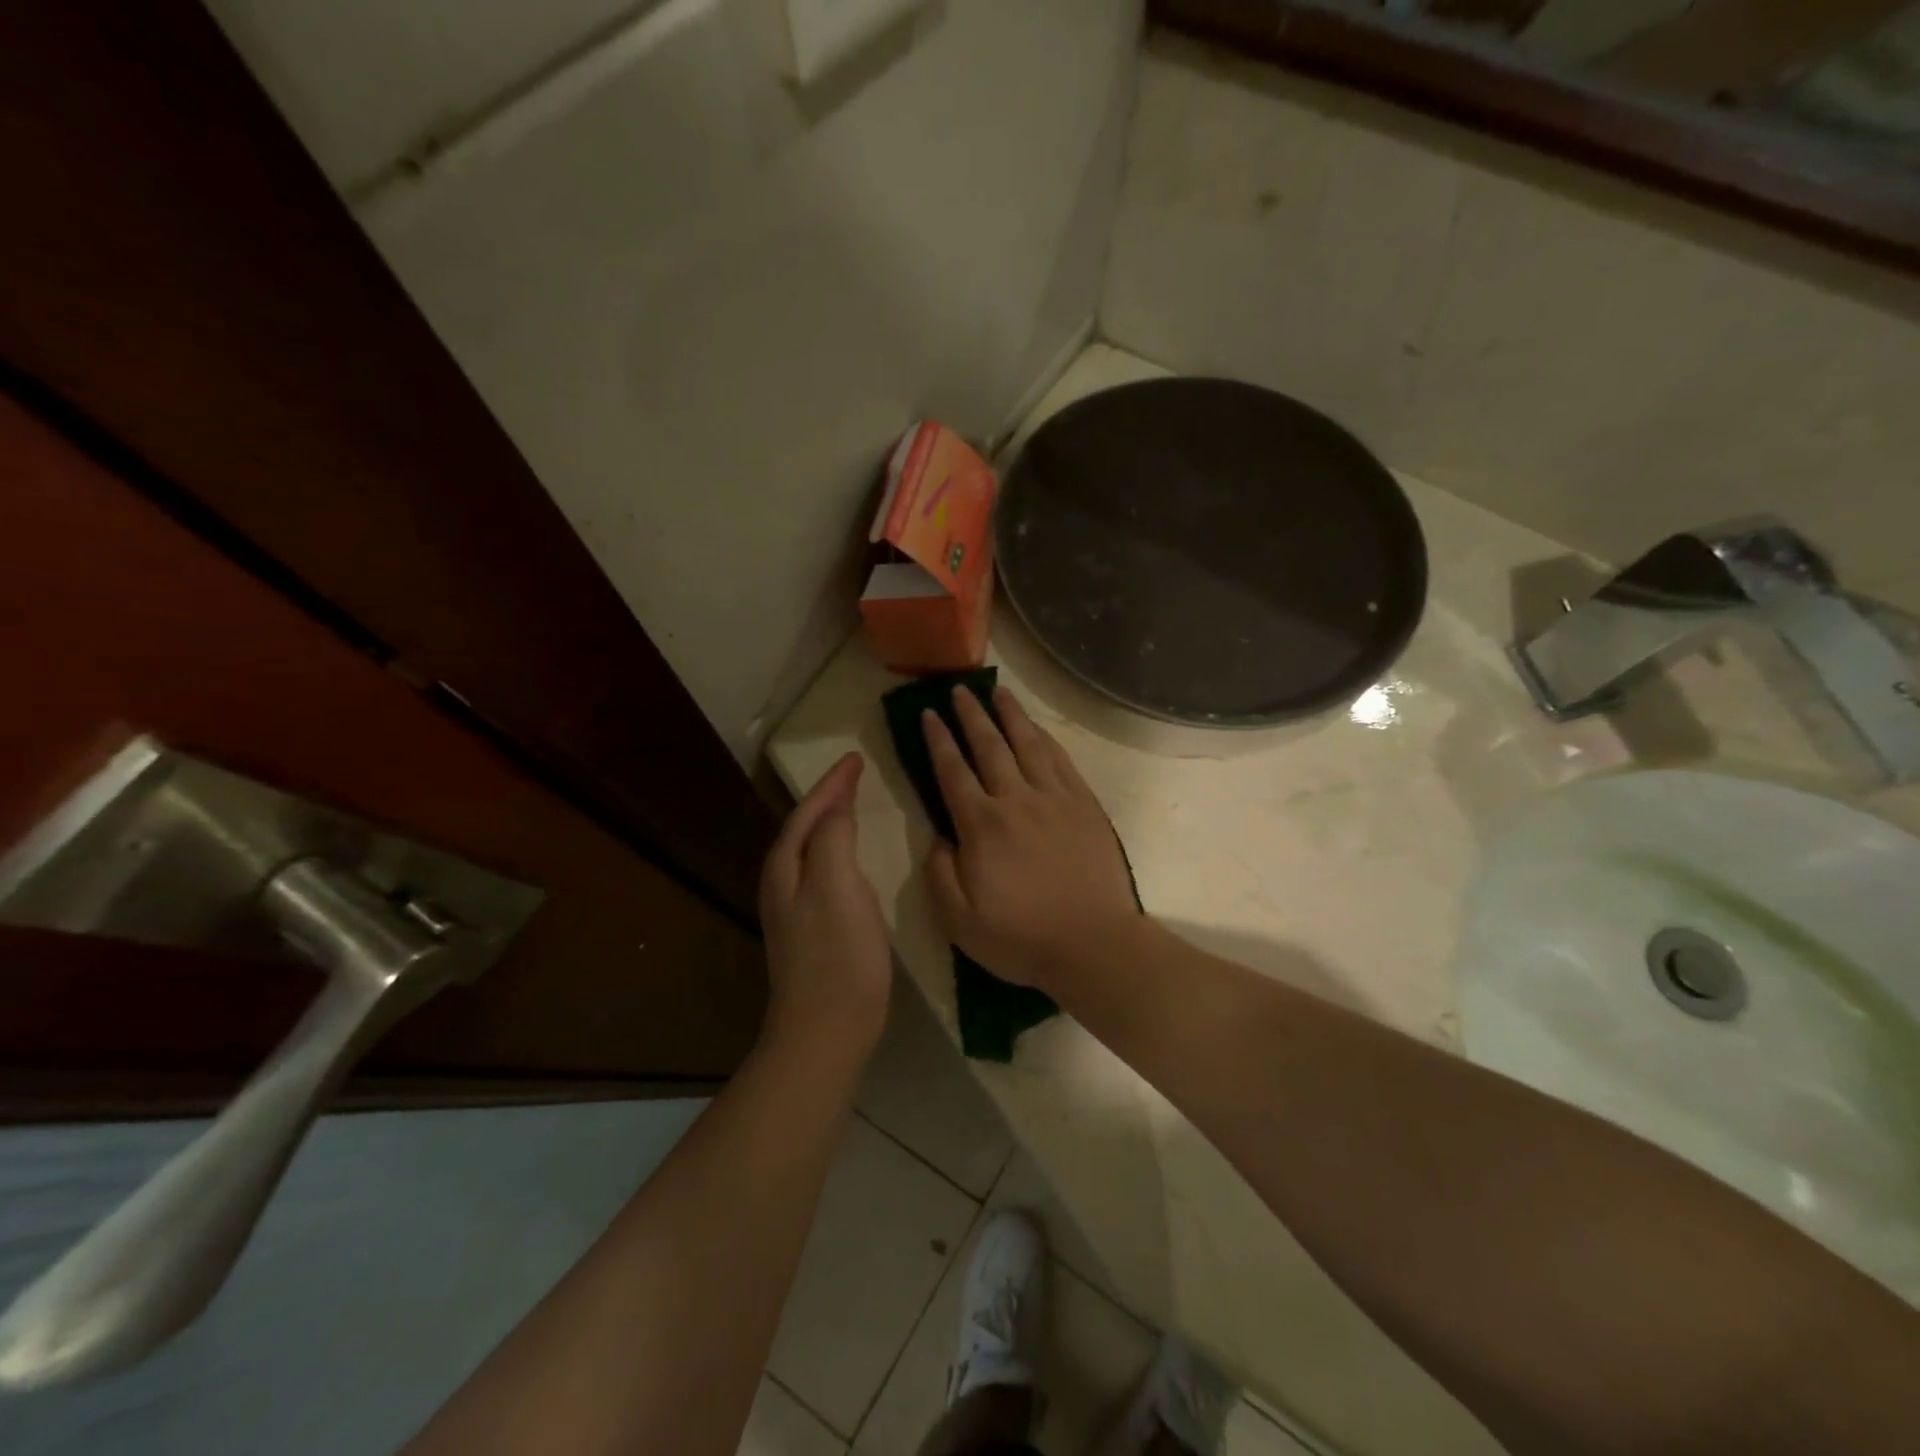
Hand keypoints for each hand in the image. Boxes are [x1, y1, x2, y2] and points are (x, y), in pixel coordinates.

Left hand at [759, 752, 891, 1058]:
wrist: (826, 1030)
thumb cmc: (837, 954)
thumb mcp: (837, 884)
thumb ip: (833, 837)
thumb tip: (836, 805)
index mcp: (786, 867)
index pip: (808, 811)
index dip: (832, 783)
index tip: (856, 757)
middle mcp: (783, 883)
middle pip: (805, 827)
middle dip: (828, 798)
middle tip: (856, 776)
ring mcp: (795, 910)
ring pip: (813, 849)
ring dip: (832, 823)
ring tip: (855, 805)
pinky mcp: (813, 930)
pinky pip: (824, 871)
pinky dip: (839, 851)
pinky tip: (854, 859)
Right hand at [922, 686, 1139, 993]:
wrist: (1093, 944)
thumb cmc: (1022, 938)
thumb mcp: (959, 922)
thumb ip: (940, 874)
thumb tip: (938, 837)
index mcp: (982, 826)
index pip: (953, 771)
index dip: (938, 740)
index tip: (928, 714)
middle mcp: (1017, 800)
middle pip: (989, 746)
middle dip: (971, 715)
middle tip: (959, 688)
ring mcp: (1055, 799)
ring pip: (1028, 744)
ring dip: (1010, 715)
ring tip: (998, 692)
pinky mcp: (1084, 805)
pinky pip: (1061, 760)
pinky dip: (1045, 738)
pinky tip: (1037, 728)